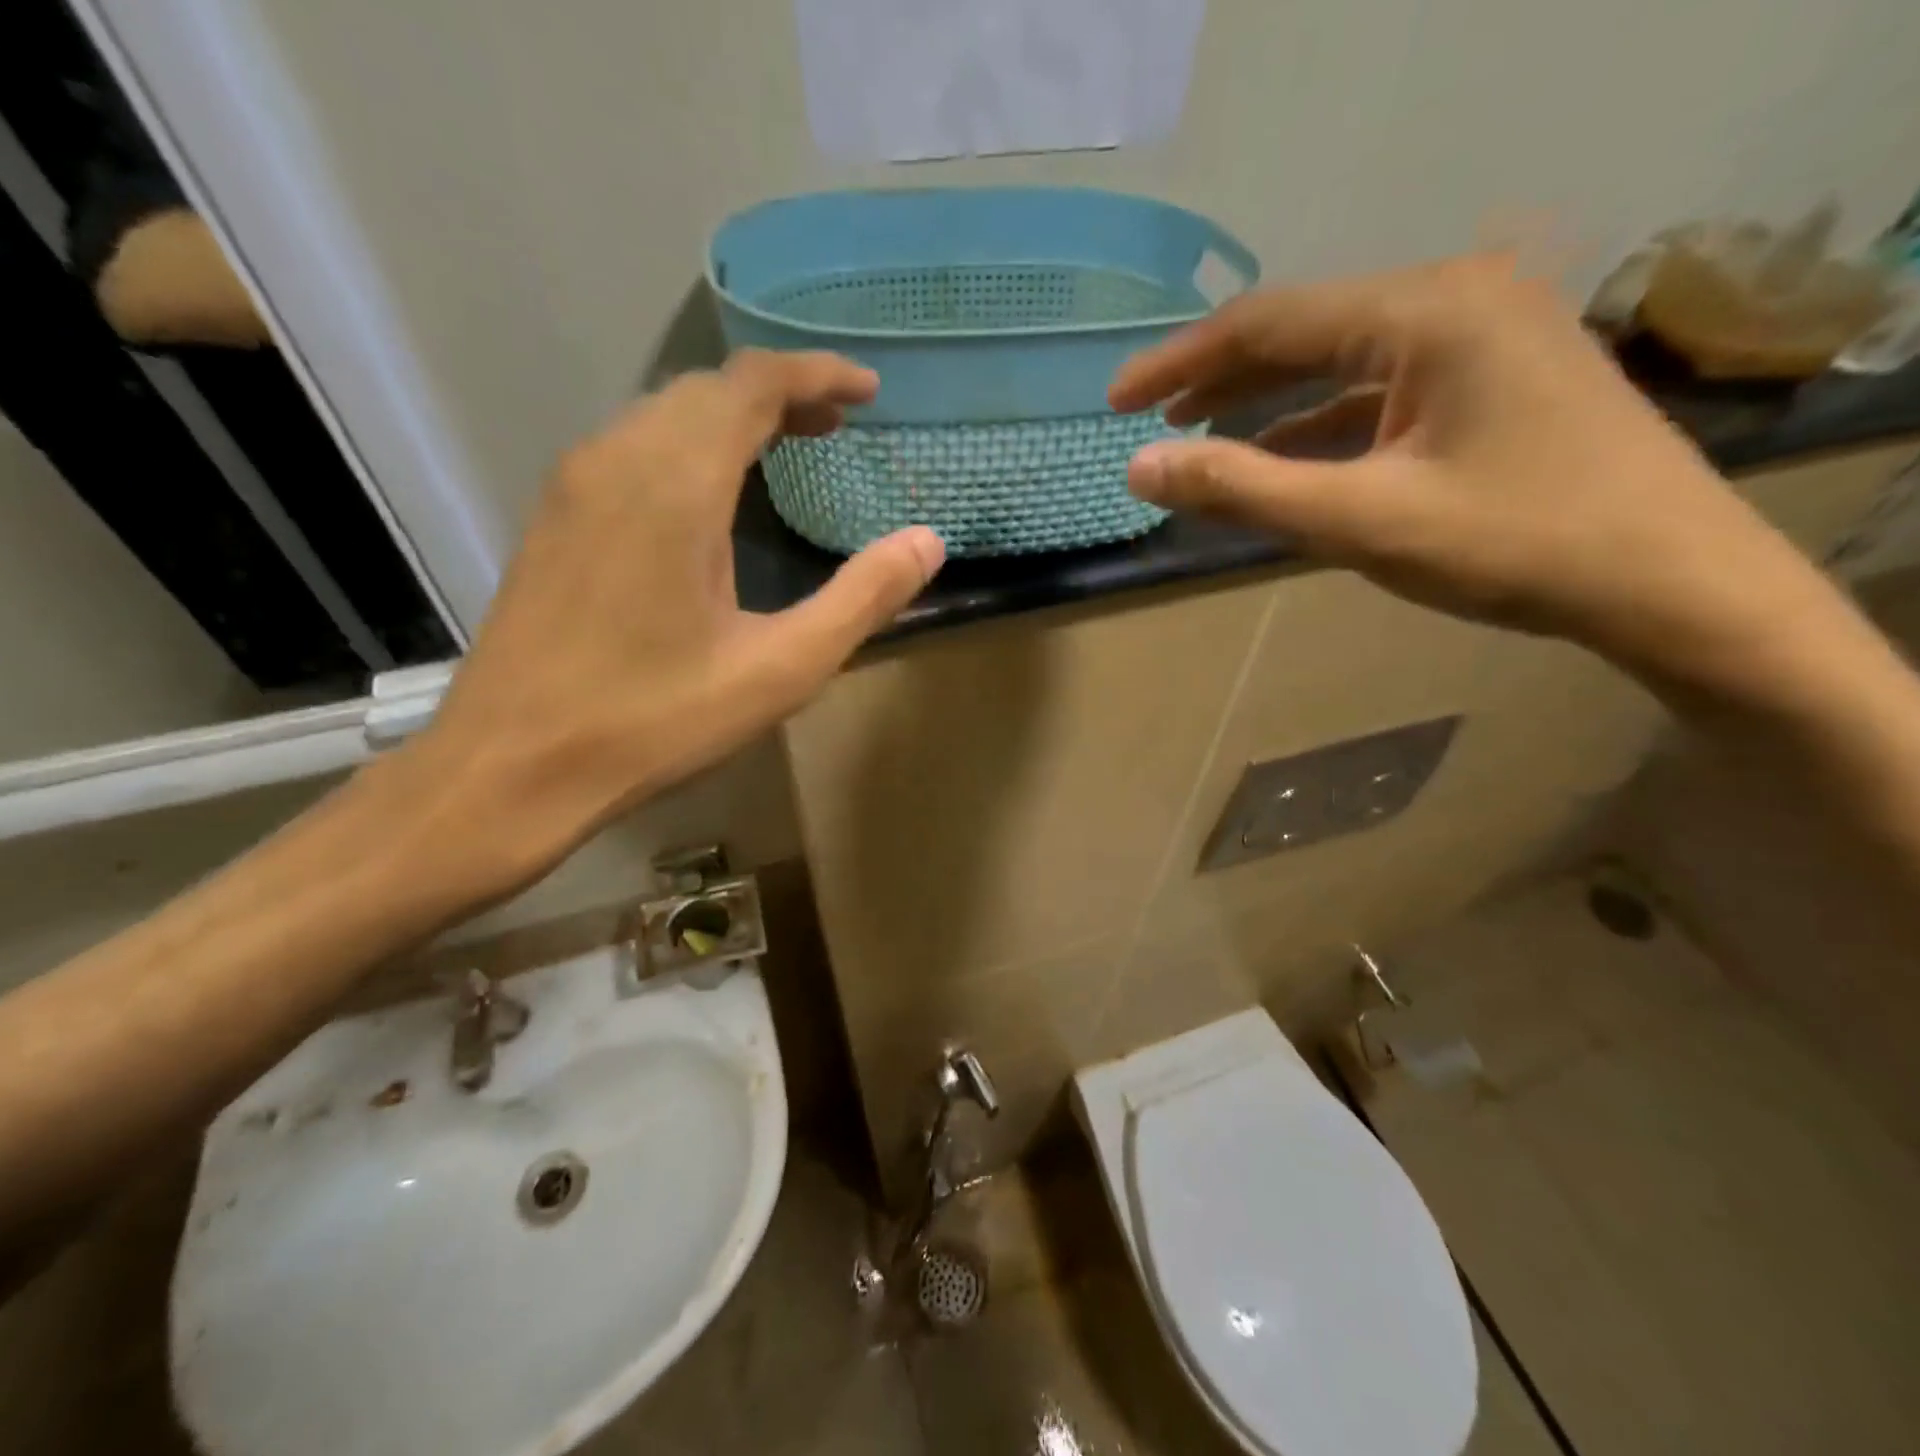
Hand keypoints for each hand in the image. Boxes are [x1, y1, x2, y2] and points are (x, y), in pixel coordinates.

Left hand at [395, 349, 943, 893]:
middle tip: (837, 427)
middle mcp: (618, 460)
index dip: (816, 374)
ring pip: (665, 414)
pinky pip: (633, 447)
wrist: (511, 766)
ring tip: (787, 448)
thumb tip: (927, 542)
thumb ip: (862, 599)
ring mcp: (575, 486)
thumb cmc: (655, 719)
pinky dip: (689, 445)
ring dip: (732, 417)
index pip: (752, 383)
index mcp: (677, 484)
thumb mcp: (781, 668)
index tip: (869, 392)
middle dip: (781, 393)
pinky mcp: (555, 518)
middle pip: (708, 389)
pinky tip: (711, 495)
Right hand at [1110, 256, 1833, 686]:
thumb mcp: (1359, 520)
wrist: (1668, 581)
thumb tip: (1139, 468)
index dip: (1179, 362)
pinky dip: (1317, 419)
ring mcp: (1479, 333)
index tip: (1116, 401)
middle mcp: (1453, 297)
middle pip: (1301, 329)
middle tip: (1147, 416)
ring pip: (1338, 357)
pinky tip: (1278, 449)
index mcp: (1425, 311)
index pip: (1267, 322)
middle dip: (1216, 376)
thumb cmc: (1513, 546)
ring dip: (1263, 396)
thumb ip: (1241, 489)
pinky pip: (1377, 386)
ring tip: (1194, 429)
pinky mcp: (1490, 374)